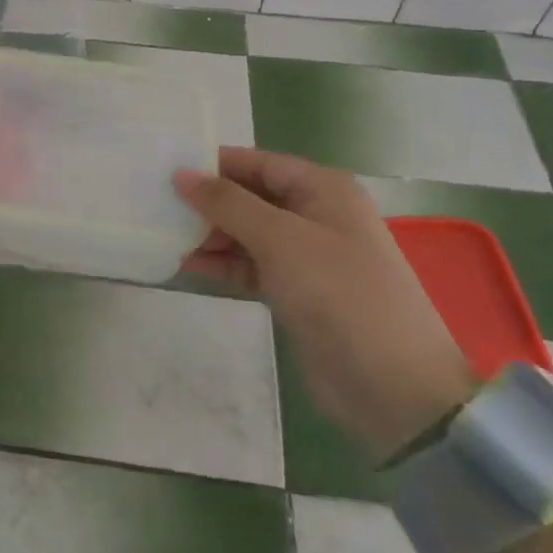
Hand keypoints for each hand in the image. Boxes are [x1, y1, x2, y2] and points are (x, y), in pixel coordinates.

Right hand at [175, 147, 476, 457]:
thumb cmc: (339, 294)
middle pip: (251, 196)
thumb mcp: (281, 240)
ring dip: (211, 235)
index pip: (257, 163)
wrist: (395, 389)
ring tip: (165, 236)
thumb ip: (228, 203)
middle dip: (208, 202)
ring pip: (248, 232)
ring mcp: (307, 255)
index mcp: (322, 189)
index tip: (166, 170)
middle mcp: (315, 214)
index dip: (213, 165)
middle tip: (157, 205)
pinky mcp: (298, 291)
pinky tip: (188, 265)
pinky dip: (224, 264)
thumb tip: (182, 174)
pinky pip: (252, 265)